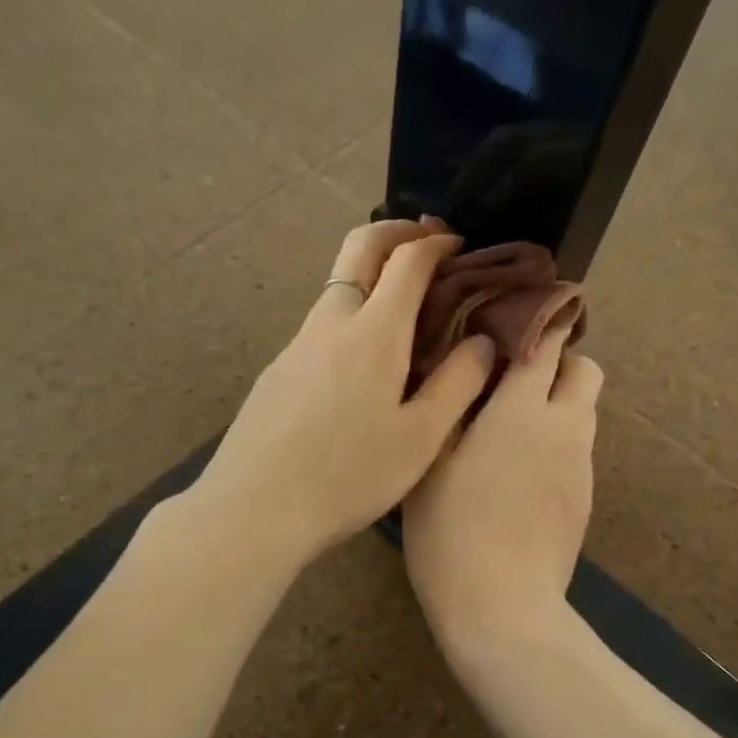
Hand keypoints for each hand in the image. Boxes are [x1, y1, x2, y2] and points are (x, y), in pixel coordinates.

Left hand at [191, 221, 498, 567]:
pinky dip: (353, 309)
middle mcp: (331, 321)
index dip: (437, 243)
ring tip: (407, 304)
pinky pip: (323, 320)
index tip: (459, 245)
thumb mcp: (420, 438)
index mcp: (373, 332)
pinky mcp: (279, 368)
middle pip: (360, 246)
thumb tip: (483, 341)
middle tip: (428, 240)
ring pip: (338, 284)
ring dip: (373, 271)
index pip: (407, 259)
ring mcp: (297, 343)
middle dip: (397, 230)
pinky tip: (365, 357)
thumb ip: (458, 383)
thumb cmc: (348, 475)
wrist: (254, 508)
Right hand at [402, 324, 602, 642]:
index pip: (549, 342)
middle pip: (585, 370)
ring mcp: (581, 466)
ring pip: (584, 410)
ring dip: (558, 402)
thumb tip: (464, 360)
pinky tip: (519, 472)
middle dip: (558, 361)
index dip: (539, 319)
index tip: (517, 312)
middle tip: (512, 377)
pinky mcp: (584, 498)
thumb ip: (451, 402)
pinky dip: (557, 441)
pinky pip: (577, 448)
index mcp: (524, 410)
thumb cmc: (452, 530)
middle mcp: (564, 428)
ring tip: (511, 425)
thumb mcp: (432, 460)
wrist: (502, 608)